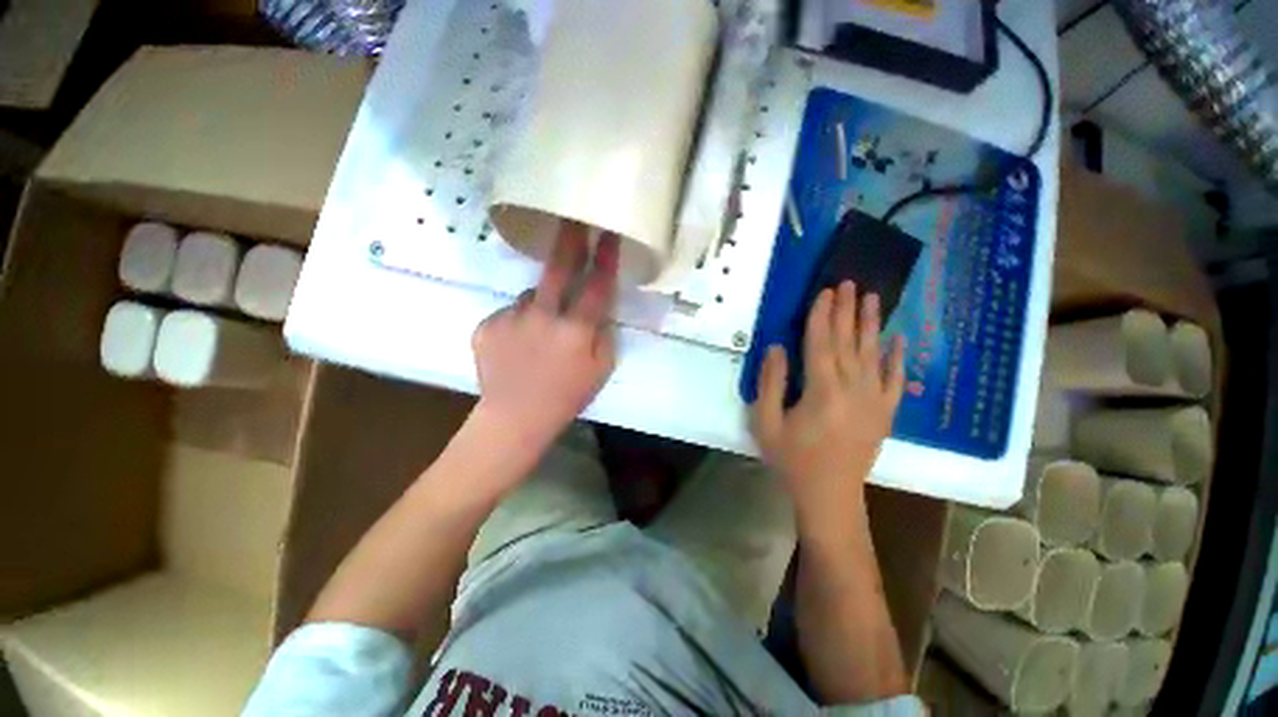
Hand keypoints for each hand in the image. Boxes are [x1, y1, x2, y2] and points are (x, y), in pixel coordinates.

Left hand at [471, 222, 618, 470]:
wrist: (514, 419)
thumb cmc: (565, 397)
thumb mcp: (600, 370)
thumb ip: (603, 334)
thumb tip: (597, 310)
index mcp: (575, 330)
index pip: (597, 285)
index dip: (606, 257)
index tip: (610, 233)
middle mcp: (543, 316)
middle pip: (559, 269)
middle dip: (570, 240)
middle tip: (574, 218)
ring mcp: (510, 318)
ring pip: (531, 296)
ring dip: (539, 303)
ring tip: (538, 333)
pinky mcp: (486, 325)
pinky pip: (509, 313)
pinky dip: (517, 322)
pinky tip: (517, 345)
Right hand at [750, 281, 905, 527]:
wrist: (829, 495)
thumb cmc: (792, 458)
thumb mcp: (766, 422)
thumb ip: (770, 382)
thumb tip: (777, 347)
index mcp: (822, 390)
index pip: (821, 343)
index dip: (822, 315)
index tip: (825, 292)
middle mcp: (853, 388)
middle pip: (849, 342)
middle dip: (847, 311)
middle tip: (850, 283)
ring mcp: (875, 400)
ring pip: (873, 354)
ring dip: (872, 324)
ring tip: (874, 298)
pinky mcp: (886, 413)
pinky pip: (895, 380)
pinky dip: (898, 358)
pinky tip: (900, 340)